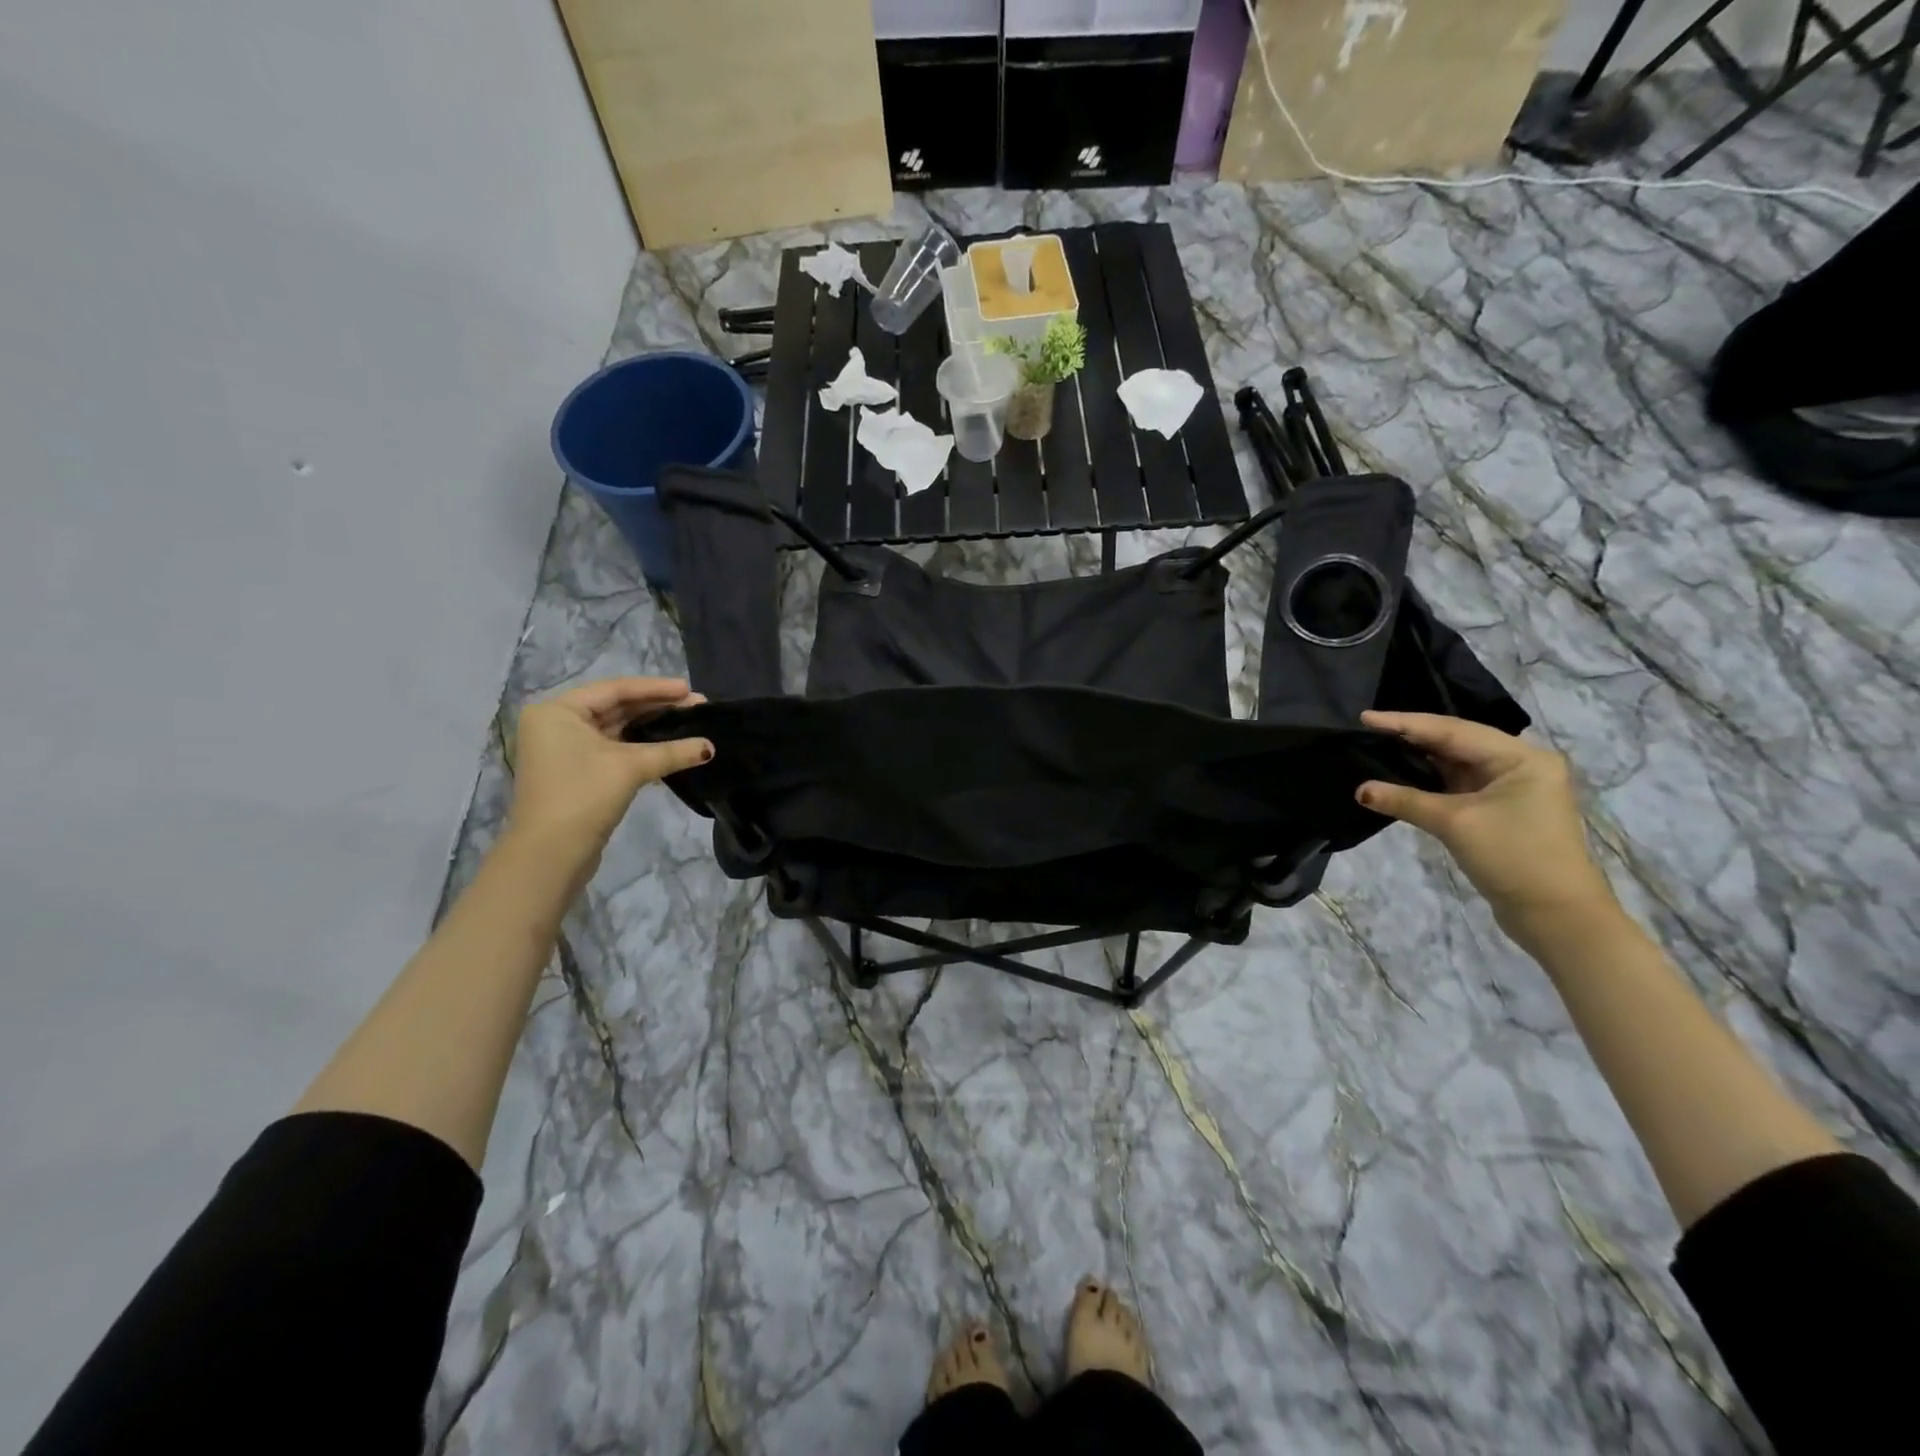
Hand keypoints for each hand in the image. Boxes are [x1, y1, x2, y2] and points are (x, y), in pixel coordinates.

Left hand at [505, 678, 711, 871]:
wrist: (551, 854)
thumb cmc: (583, 795)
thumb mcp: (630, 767)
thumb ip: (672, 751)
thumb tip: (710, 748)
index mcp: (558, 711)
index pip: (615, 690)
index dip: (656, 689)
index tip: (689, 689)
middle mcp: (557, 725)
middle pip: (616, 708)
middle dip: (658, 708)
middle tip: (697, 707)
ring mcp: (565, 750)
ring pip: (617, 731)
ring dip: (652, 730)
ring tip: (689, 725)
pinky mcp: (577, 773)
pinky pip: (614, 751)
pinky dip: (641, 750)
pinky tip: (671, 751)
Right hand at [1356, 712, 1617, 952]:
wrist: (1556, 914)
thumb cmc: (1514, 857)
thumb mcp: (1455, 823)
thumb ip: (1405, 800)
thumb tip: (1360, 790)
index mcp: (1521, 758)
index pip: (1453, 730)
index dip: (1406, 723)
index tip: (1366, 718)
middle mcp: (1520, 765)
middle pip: (1456, 742)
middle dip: (1412, 736)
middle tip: (1368, 728)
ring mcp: (1511, 788)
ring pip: (1456, 763)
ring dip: (1419, 758)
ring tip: (1378, 745)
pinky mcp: (1500, 810)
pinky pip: (1458, 784)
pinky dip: (1429, 780)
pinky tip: (1401, 774)